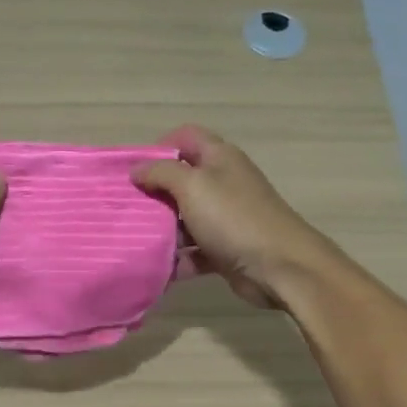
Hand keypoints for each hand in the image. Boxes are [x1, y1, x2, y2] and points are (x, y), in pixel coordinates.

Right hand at [132, 125, 337, 308]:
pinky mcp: (224, 249)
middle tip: (127, 208)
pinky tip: (156, 268)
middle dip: (153, 194)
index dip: (159, 147)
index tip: (135, 170)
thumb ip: (161, 173)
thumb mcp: (192, 186)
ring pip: (184, 219)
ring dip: (162, 230)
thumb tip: (136, 170)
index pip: (186, 137)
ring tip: (134, 240)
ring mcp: (225, 218)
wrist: (279, 266)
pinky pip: (193, 252)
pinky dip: (177, 260)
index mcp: (219, 158)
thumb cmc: (234, 218)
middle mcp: (222, 183)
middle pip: (181, 180)